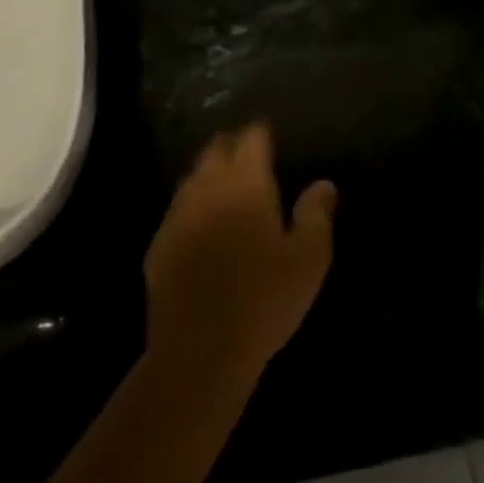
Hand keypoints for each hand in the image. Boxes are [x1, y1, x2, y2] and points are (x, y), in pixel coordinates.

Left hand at [143, 124, 335, 384]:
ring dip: (209, 172)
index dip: (261, 132)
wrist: (199, 350)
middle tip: (247, 152)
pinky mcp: (158, 243)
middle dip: (232, 144)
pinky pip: (177, 210)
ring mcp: (178, 214)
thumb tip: (324, 184)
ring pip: (193, 176)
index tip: (270, 134)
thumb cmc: (264, 299)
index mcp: (246, 183)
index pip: (251, 138)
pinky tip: (201, 225)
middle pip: (216, 149)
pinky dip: (192, 206)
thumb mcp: (309, 259)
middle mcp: (207, 187)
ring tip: (225, 182)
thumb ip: (317, 214)